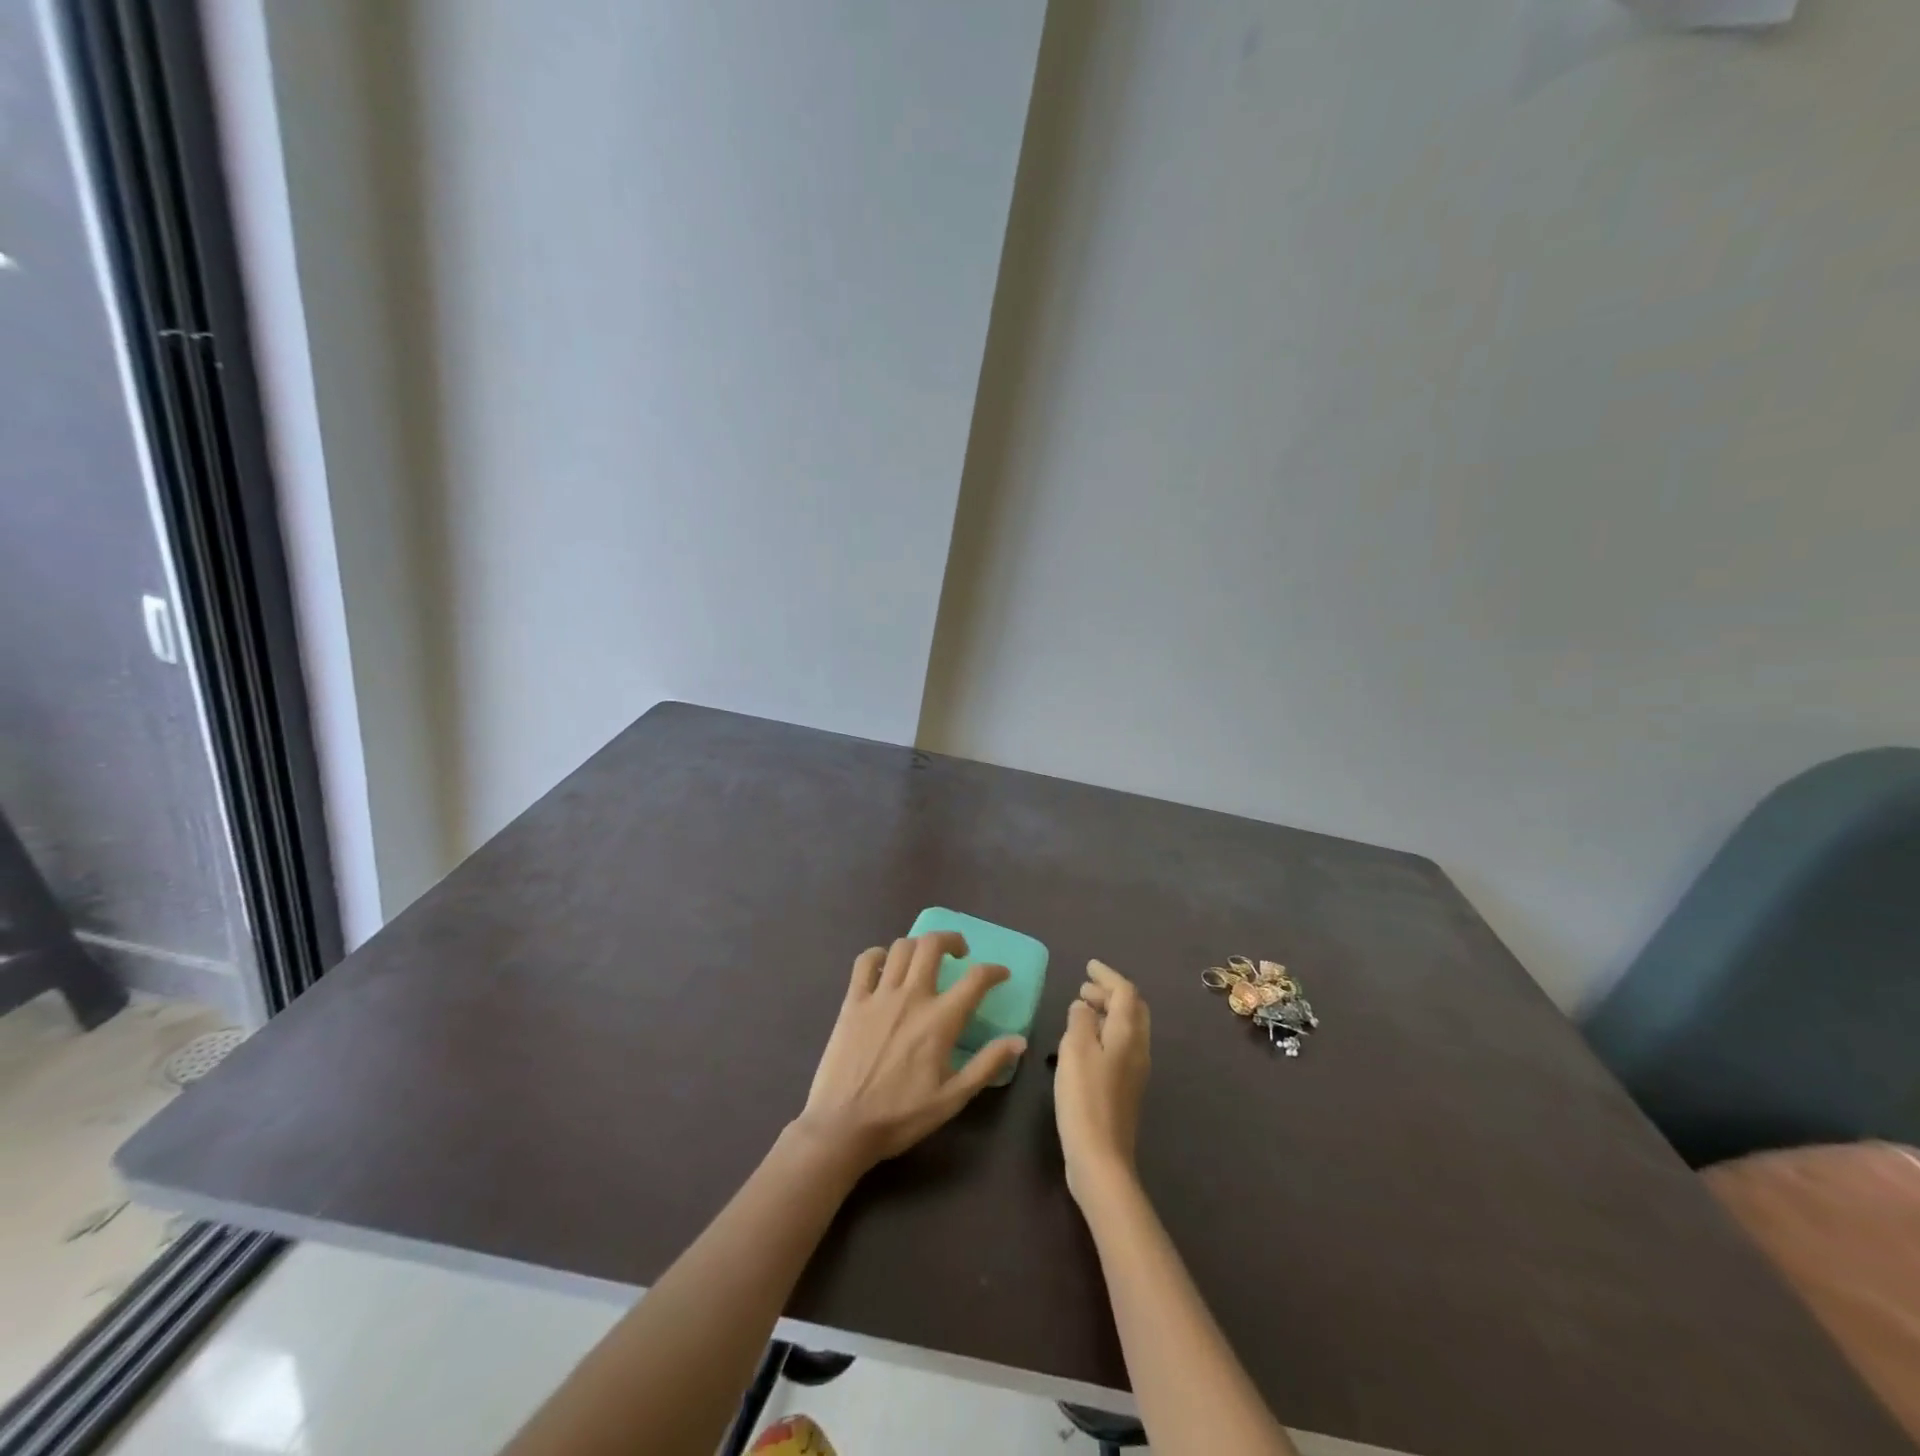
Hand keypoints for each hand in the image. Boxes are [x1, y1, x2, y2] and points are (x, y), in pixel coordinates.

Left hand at [794, 933, 1026, 1173]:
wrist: (843, 1127)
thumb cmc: (901, 1116)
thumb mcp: (953, 1098)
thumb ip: (987, 1065)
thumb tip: (1018, 1041)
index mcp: (940, 1021)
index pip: (975, 979)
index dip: (993, 971)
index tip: (1000, 974)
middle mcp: (911, 997)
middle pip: (933, 945)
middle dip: (952, 940)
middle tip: (959, 953)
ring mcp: (879, 996)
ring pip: (902, 947)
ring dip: (919, 945)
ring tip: (925, 958)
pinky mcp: (852, 1001)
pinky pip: (865, 962)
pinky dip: (878, 955)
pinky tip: (885, 966)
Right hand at [1054, 959, 1150, 1207]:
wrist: (1100, 1157)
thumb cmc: (1085, 1098)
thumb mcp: (1075, 1051)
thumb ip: (1080, 1021)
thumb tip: (1084, 1005)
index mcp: (1128, 1034)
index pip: (1125, 992)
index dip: (1107, 976)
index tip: (1089, 966)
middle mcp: (1138, 1048)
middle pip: (1132, 1009)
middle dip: (1110, 993)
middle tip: (1084, 988)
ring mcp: (1135, 1070)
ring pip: (1127, 1028)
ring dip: (1107, 1012)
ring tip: (1081, 1009)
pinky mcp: (1125, 1088)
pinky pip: (1121, 1045)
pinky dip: (1105, 1032)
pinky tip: (1085, 1041)